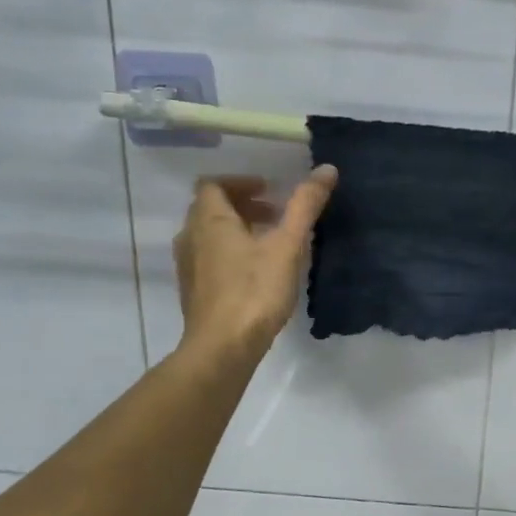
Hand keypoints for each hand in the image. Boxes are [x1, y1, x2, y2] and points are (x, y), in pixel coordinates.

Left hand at [173, 167, 337, 365]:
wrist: (223, 347)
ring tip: (270, 242)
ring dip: (237, 229)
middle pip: (211, 208)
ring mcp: (189, 266)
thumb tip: (326, 168)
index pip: (214, 185)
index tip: (270, 191)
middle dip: (243, 205)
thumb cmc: (255, 290)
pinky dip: (230, 252)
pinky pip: (209, 258)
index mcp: (210, 220)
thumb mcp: (287, 246)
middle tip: (276, 214)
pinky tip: (256, 272)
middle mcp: (191, 237)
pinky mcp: (193, 291)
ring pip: (210, 234)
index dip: (241, 182)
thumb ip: (305, 206)